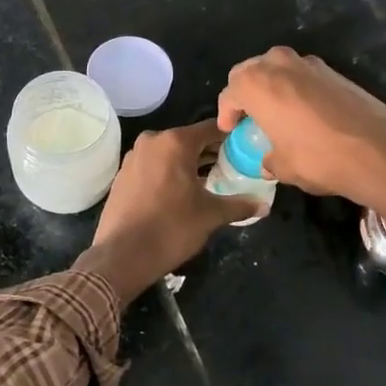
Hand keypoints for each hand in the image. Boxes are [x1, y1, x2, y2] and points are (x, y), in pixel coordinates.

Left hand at [78, 120, 261, 300]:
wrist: (122, 256)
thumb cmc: (171, 228)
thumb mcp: (211, 215)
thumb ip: (239, 205)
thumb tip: (264, 205)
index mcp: (175, 142)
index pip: (211, 128)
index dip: (231, 136)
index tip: (247, 146)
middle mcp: (152, 141)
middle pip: (190, 140)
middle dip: (211, 152)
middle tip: (233, 166)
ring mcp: (133, 157)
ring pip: (170, 153)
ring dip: (189, 164)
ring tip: (211, 181)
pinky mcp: (122, 175)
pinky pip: (153, 166)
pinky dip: (169, 173)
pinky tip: (181, 192)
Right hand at [217, 47, 385, 286]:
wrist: (379, 150)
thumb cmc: (319, 158)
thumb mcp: (284, 167)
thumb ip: (268, 159)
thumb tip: (268, 160)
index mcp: (258, 84)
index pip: (230, 92)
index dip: (227, 112)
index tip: (231, 129)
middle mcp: (280, 65)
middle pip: (252, 71)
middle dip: (246, 91)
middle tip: (249, 116)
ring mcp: (311, 65)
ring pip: (279, 68)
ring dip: (273, 86)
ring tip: (276, 113)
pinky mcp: (336, 72)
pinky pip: (304, 76)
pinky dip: (297, 89)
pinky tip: (305, 114)